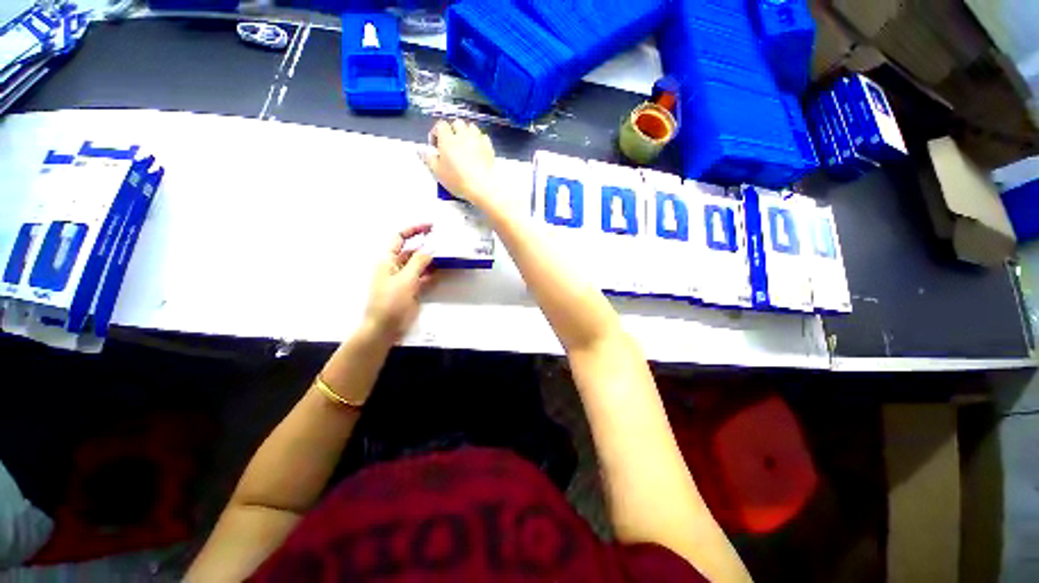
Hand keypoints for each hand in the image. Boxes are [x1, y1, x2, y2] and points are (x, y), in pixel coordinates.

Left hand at [363, 224, 436, 341]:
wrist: (385, 327)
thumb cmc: (390, 301)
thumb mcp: (405, 279)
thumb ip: (419, 261)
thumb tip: (431, 247)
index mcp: (387, 259)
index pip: (399, 238)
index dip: (414, 229)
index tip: (431, 226)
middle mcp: (395, 266)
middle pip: (411, 250)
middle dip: (426, 245)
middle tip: (445, 241)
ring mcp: (404, 279)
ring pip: (420, 264)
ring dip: (431, 259)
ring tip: (448, 254)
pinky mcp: (412, 290)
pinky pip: (424, 277)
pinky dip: (432, 273)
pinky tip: (443, 270)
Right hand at [422, 119, 496, 208]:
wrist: (483, 187)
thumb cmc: (458, 180)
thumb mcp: (438, 172)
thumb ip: (428, 159)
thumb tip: (421, 150)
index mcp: (448, 139)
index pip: (440, 125)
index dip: (436, 134)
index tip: (436, 146)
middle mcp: (463, 134)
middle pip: (456, 123)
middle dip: (452, 131)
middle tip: (450, 145)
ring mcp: (477, 139)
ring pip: (471, 127)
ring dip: (466, 132)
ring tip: (464, 145)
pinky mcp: (489, 147)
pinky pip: (483, 136)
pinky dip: (478, 140)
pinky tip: (477, 149)